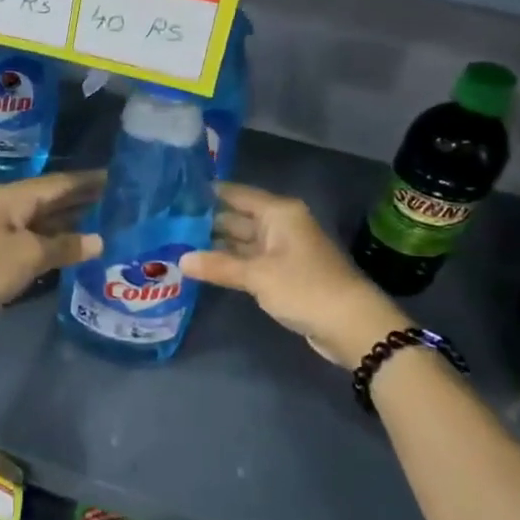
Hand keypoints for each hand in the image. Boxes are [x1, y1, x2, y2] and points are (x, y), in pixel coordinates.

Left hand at [0, 171, 103, 335]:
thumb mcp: (31, 254)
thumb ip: (66, 246)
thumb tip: (98, 241)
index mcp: (12, 198)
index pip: (56, 183)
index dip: (84, 181)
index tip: (112, 177)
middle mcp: (7, 208)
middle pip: (49, 199)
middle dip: (78, 198)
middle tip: (112, 197)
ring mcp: (2, 232)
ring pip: (42, 220)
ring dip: (68, 221)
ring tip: (100, 219)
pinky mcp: (0, 255)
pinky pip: (34, 241)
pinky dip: (55, 241)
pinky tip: (74, 246)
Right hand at [180, 183, 406, 367]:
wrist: (351, 325)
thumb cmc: (305, 288)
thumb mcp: (257, 276)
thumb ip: (218, 266)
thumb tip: (180, 260)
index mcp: (278, 213)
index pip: (236, 194)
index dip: (208, 193)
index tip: (175, 194)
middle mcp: (280, 225)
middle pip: (237, 217)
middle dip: (206, 222)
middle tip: (167, 224)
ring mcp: (282, 250)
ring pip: (242, 241)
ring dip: (215, 246)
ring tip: (177, 245)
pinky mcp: (284, 273)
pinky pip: (250, 261)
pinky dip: (230, 263)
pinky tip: (204, 267)